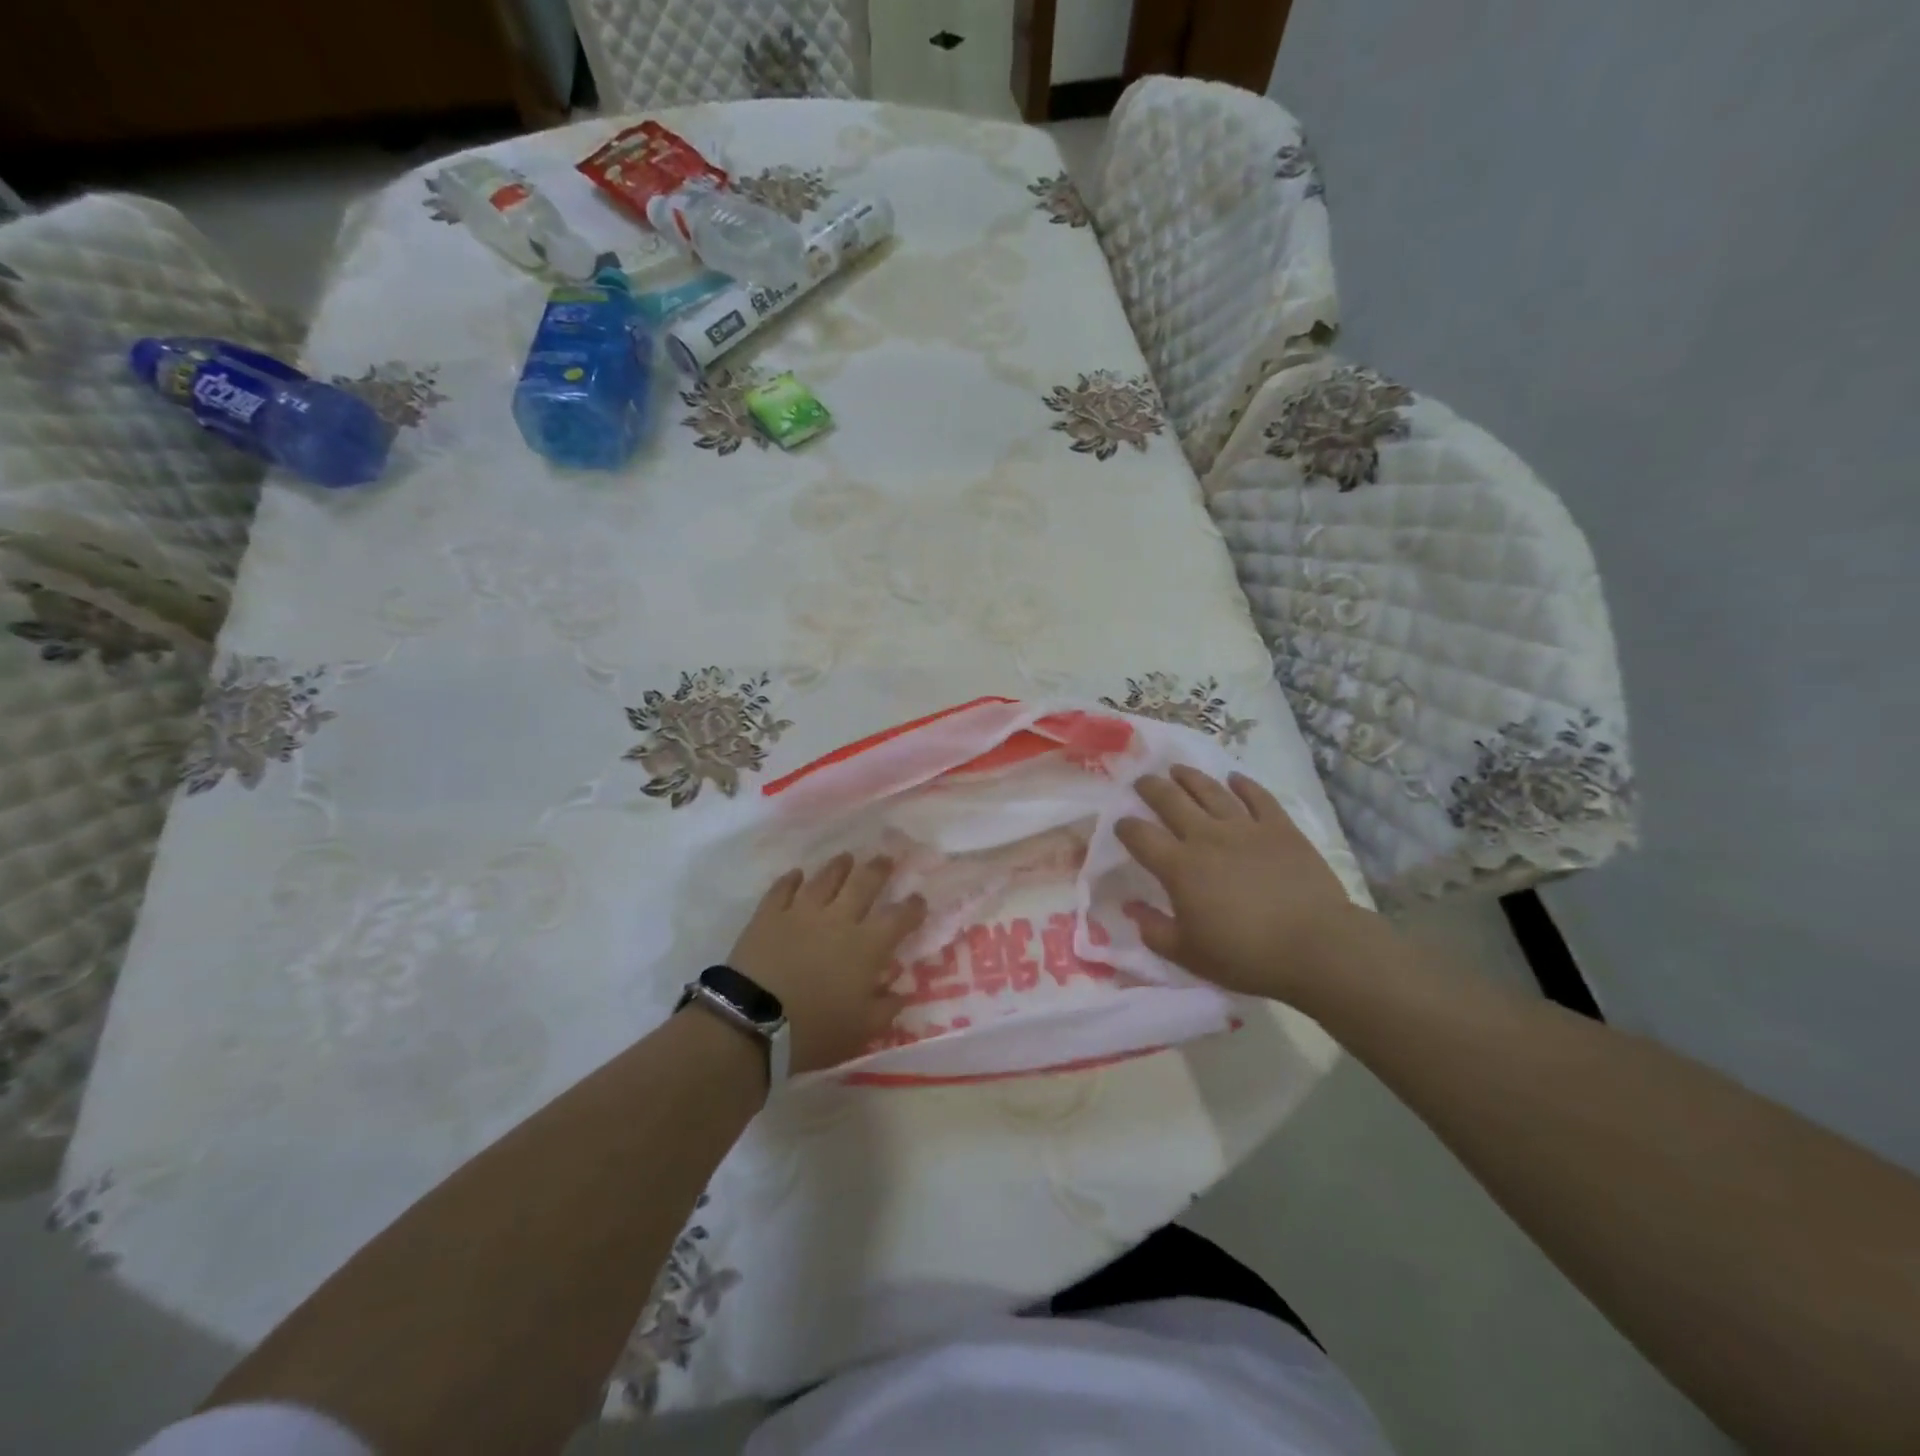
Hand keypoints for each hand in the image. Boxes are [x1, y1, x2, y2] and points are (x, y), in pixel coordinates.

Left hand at [726, 854, 925, 1074]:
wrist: (753, 1022)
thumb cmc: (815, 1030)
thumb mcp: (862, 1029)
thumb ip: (886, 1008)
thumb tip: (901, 992)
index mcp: (867, 946)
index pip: (899, 918)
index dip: (912, 907)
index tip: (919, 899)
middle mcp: (839, 919)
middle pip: (864, 884)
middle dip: (878, 870)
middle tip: (885, 859)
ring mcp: (802, 912)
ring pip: (826, 879)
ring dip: (839, 867)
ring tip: (846, 858)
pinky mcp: (769, 915)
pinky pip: (783, 889)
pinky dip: (791, 879)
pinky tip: (796, 874)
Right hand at [1115, 765, 1369, 1002]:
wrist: (1315, 946)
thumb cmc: (1246, 955)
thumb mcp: (1188, 954)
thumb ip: (1153, 930)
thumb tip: (1131, 907)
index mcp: (1179, 867)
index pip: (1141, 836)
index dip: (1125, 827)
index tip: (1120, 824)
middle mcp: (1206, 837)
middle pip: (1171, 801)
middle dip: (1151, 788)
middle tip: (1142, 781)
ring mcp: (1245, 827)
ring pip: (1210, 791)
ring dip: (1190, 777)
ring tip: (1177, 770)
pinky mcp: (1279, 827)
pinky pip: (1257, 797)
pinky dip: (1244, 785)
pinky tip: (1234, 778)